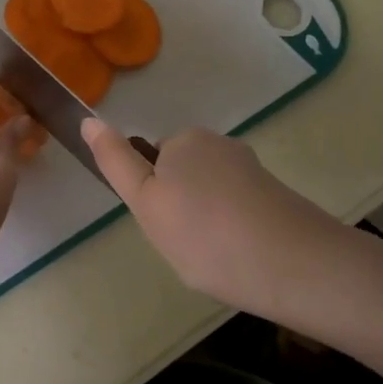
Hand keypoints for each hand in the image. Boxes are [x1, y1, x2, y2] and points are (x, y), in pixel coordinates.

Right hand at [83, 121, 350, 323]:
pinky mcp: (276, 195)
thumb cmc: (205, 234)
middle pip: (182, 176)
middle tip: (184, 245)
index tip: (164, 226)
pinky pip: (238, 210)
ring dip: (207, 222)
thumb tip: (88, 119)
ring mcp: (252, 170)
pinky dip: (233, 231)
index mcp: (186, 140)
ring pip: (210, 196)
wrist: (294, 264)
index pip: (152, 162)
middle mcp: (220, 145)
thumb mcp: (145, 201)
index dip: (152, 198)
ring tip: (215, 258)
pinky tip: (241, 259)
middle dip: (179, 208)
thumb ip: (116, 161)